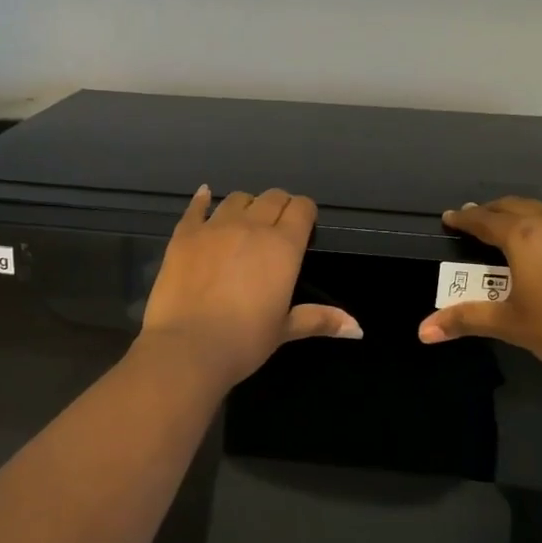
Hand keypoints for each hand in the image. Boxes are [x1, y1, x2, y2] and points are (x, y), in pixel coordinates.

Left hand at [137, 186, 360, 387]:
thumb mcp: (284, 330)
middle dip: (279, 206)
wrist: (188, 347)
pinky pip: (196, 207)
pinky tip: (204, 195)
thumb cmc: (244, 341)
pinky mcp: (184, 235)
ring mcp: (214, 227)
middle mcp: (251, 226)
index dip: (305, 212)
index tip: (304, 225)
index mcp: (283, 246)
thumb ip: (320, 319)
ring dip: (246, 205)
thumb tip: (358, 329)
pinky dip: (202, 199)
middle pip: (272, 197)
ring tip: (244, 221)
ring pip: (237, 198)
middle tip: (277, 227)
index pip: (301, 208)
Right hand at [416, 182, 541, 388]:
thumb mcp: (511, 325)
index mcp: (522, 238)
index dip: (464, 219)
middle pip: (513, 207)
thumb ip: (466, 320)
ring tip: (512, 209)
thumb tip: (423, 331)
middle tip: (475, 217)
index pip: (484, 221)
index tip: (449, 217)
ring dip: (525, 208)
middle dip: (491, 212)